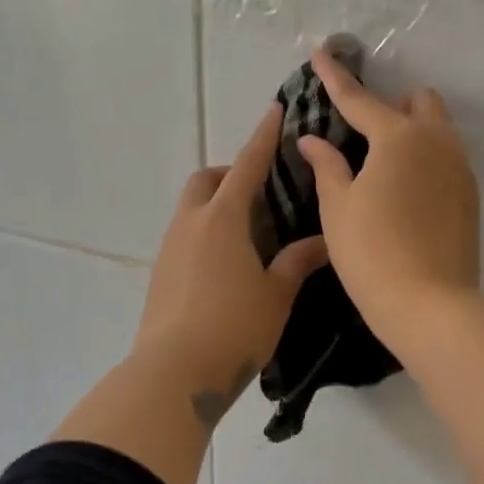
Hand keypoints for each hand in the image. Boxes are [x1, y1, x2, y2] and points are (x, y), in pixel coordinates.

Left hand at [133, 105, 328, 422]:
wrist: (173, 374)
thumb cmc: (234, 327)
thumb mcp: (276, 294)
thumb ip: (298, 261)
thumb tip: (323, 241)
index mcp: (222, 219)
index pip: (247, 165)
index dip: (263, 137)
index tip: (275, 110)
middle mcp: (191, 223)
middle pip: (206, 180)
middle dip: (231, 173)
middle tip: (262, 193)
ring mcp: (169, 248)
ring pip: (192, 208)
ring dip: (217, 205)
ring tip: (250, 232)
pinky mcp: (159, 273)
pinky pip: (185, 235)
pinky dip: (206, 232)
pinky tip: (227, 264)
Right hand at [298, 50, 480, 348]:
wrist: (430, 305)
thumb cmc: (371, 253)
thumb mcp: (338, 208)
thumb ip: (327, 165)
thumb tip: (312, 140)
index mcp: (398, 138)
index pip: (359, 100)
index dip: (335, 77)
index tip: (321, 52)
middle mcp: (437, 142)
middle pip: (419, 102)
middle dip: (391, 105)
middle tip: (364, 132)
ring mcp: (460, 168)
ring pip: (439, 129)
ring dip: (413, 130)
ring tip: (384, 164)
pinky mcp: (471, 195)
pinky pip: (448, 158)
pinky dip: (426, 157)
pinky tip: (406, 191)